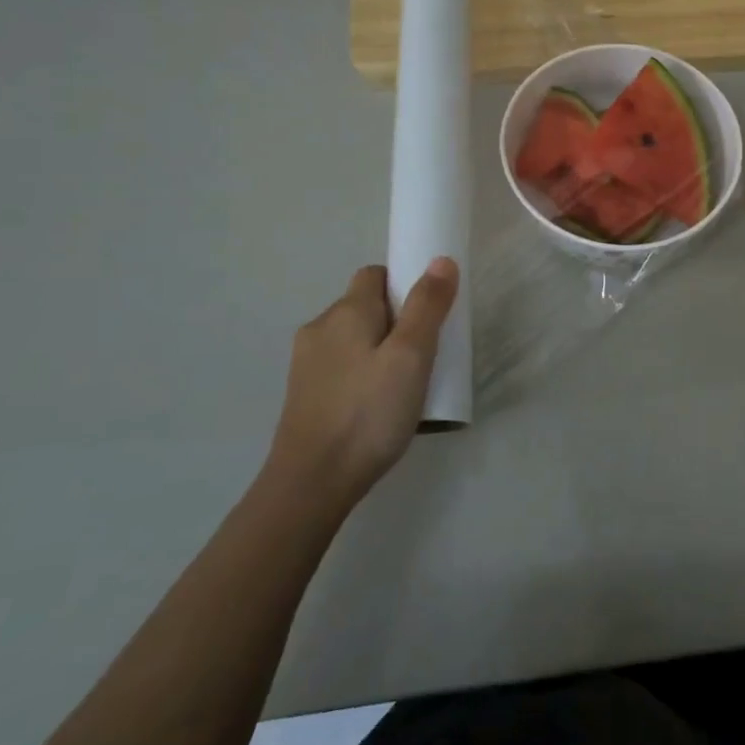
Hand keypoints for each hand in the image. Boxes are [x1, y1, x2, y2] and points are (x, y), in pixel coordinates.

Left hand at [266, 258, 459, 506]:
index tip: (429, 315)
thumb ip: (427, 306)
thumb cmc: (368, 413)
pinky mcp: (303, 394)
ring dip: (380, 350)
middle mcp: (320, 328)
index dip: (405, 285)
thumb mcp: (411, 356)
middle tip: (425, 354)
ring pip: (354, 339)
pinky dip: (363, 374)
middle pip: (366, 307)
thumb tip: (440, 260)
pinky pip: (342, 367)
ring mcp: (306, 363)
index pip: (376, 274)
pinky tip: (377, 406)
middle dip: (397, 321)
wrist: (311, 484)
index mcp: (346, 311)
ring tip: (404, 385)